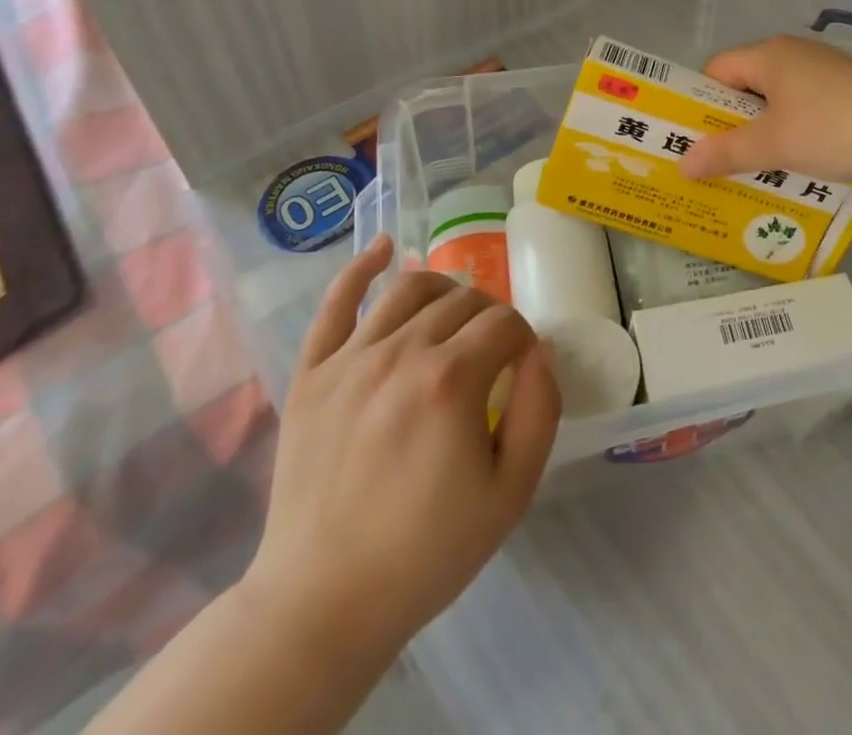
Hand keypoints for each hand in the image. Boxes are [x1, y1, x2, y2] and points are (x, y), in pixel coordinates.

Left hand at [242, 238, 561, 673]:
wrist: (323, 603)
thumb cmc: (428, 550)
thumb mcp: (512, 491)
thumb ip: (541, 407)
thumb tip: (540, 348)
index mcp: (452, 379)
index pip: (506, 322)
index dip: (524, 340)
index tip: (521, 370)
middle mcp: (401, 352)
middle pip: (463, 301)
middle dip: (490, 317)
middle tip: (492, 353)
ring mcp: (349, 358)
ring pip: (409, 288)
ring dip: (443, 289)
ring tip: (454, 313)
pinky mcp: (310, 373)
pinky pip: (335, 303)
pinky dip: (360, 267)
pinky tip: (382, 247)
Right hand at [678, 34, 851, 185]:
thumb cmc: (832, 128)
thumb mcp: (773, 144)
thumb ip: (725, 153)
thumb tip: (681, 165)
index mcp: (770, 54)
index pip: (717, 69)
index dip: (700, 102)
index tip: (694, 139)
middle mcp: (795, 53)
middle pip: (748, 84)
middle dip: (732, 122)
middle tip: (719, 159)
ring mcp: (826, 70)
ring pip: (779, 99)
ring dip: (765, 130)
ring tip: (758, 168)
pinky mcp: (851, 89)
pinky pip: (807, 107)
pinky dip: (795, 130)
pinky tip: (801, 162)